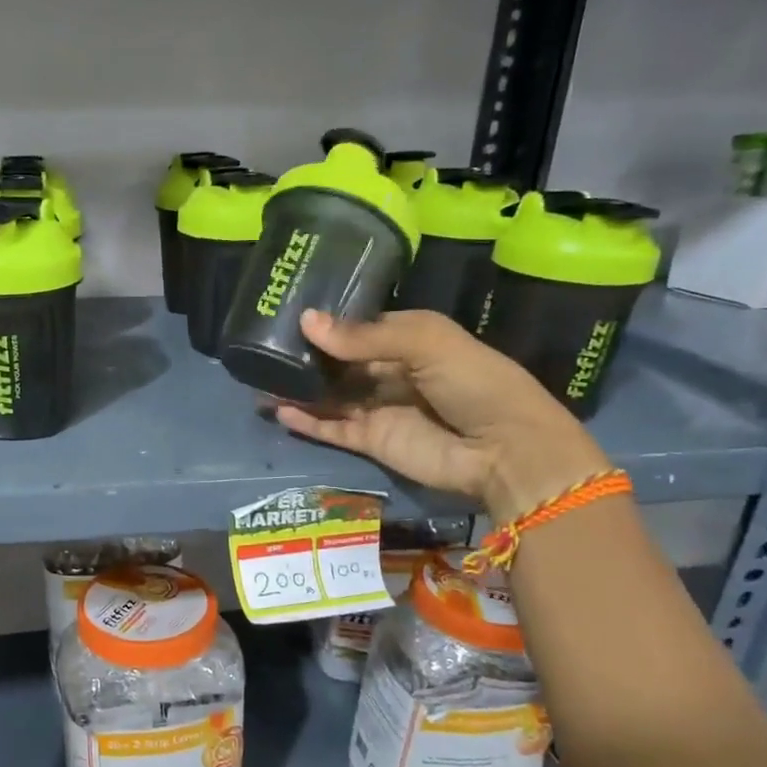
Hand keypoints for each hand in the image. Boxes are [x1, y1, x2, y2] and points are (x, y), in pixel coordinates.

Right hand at [275, 309, 611, 520]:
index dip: (327, 323)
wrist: (507, 451)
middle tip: (262, 348)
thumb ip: (364, 336)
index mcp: (409, 340)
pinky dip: (307, 421)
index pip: (359, 328)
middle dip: (306, 356)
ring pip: (330, 396)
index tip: (287, 316)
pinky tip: (278, 410)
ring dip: (298, 389)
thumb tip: (306, 322)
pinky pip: (332, 428)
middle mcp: (391, 372)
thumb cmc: (475, 383)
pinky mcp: (372, 441)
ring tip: (259, 379)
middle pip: (340, 363)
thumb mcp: (426, 343)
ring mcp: (379, 409)